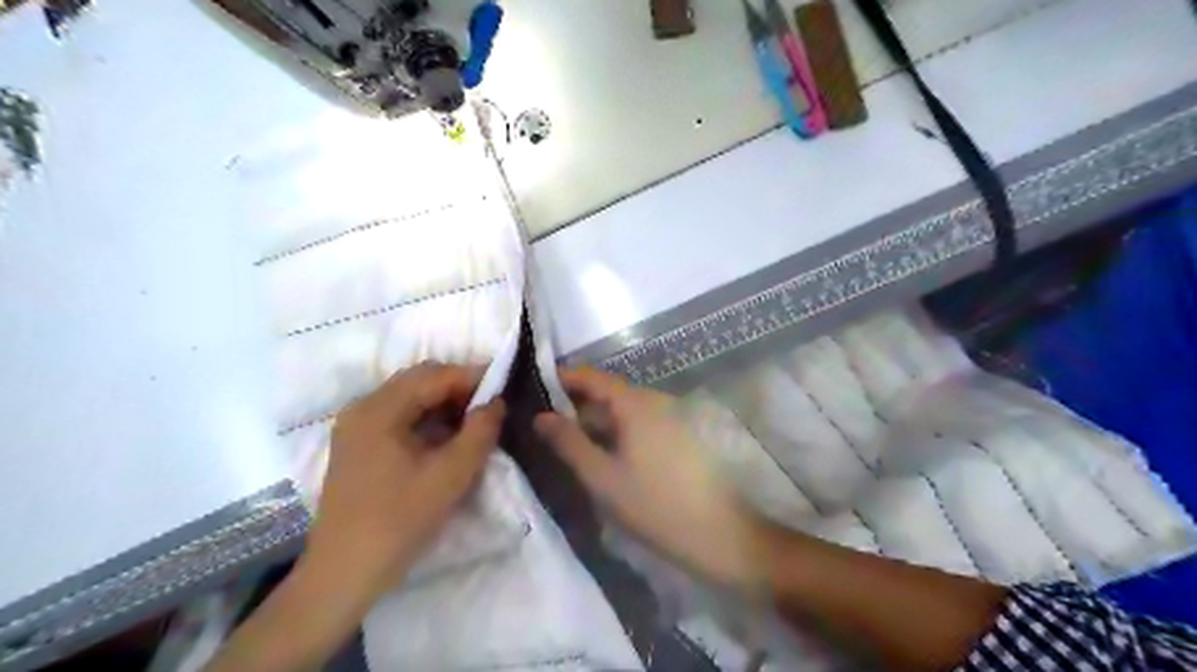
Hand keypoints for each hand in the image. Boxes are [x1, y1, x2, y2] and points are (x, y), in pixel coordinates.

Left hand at [304, 363, 499, 599]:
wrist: (344, 572)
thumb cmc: (400, 520)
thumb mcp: (451, 475)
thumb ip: (480, 431)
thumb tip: (496, 402)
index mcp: (380, 409)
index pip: (435, 375)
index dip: (473, 377)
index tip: (504, 388)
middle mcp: (363, 407)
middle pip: (419, 380)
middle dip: (458, 387)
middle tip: (490, 406)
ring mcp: (355, 425)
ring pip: (408, 396)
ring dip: (442, 402)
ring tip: (472, 422)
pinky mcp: (356, 444)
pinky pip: (397, 415)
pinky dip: (425, 417)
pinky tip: (444, 437)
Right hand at [532, 366, 775, 593]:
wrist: (718, 532)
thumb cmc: (654, 505)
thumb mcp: (602, 477)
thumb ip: (569, 443)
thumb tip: (541, 416)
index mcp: (636, 404)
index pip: (593, 377)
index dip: (564, 377)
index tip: (537, 385)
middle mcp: (655, 401)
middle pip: (609, 392)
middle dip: (577, 403)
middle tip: (545, 421)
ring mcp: (671, 417)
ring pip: (624, 410)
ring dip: (597, 420)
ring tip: (569, 440)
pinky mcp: (679, 436)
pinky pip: (640, 423)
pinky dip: (617, 431)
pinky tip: (604, 453)